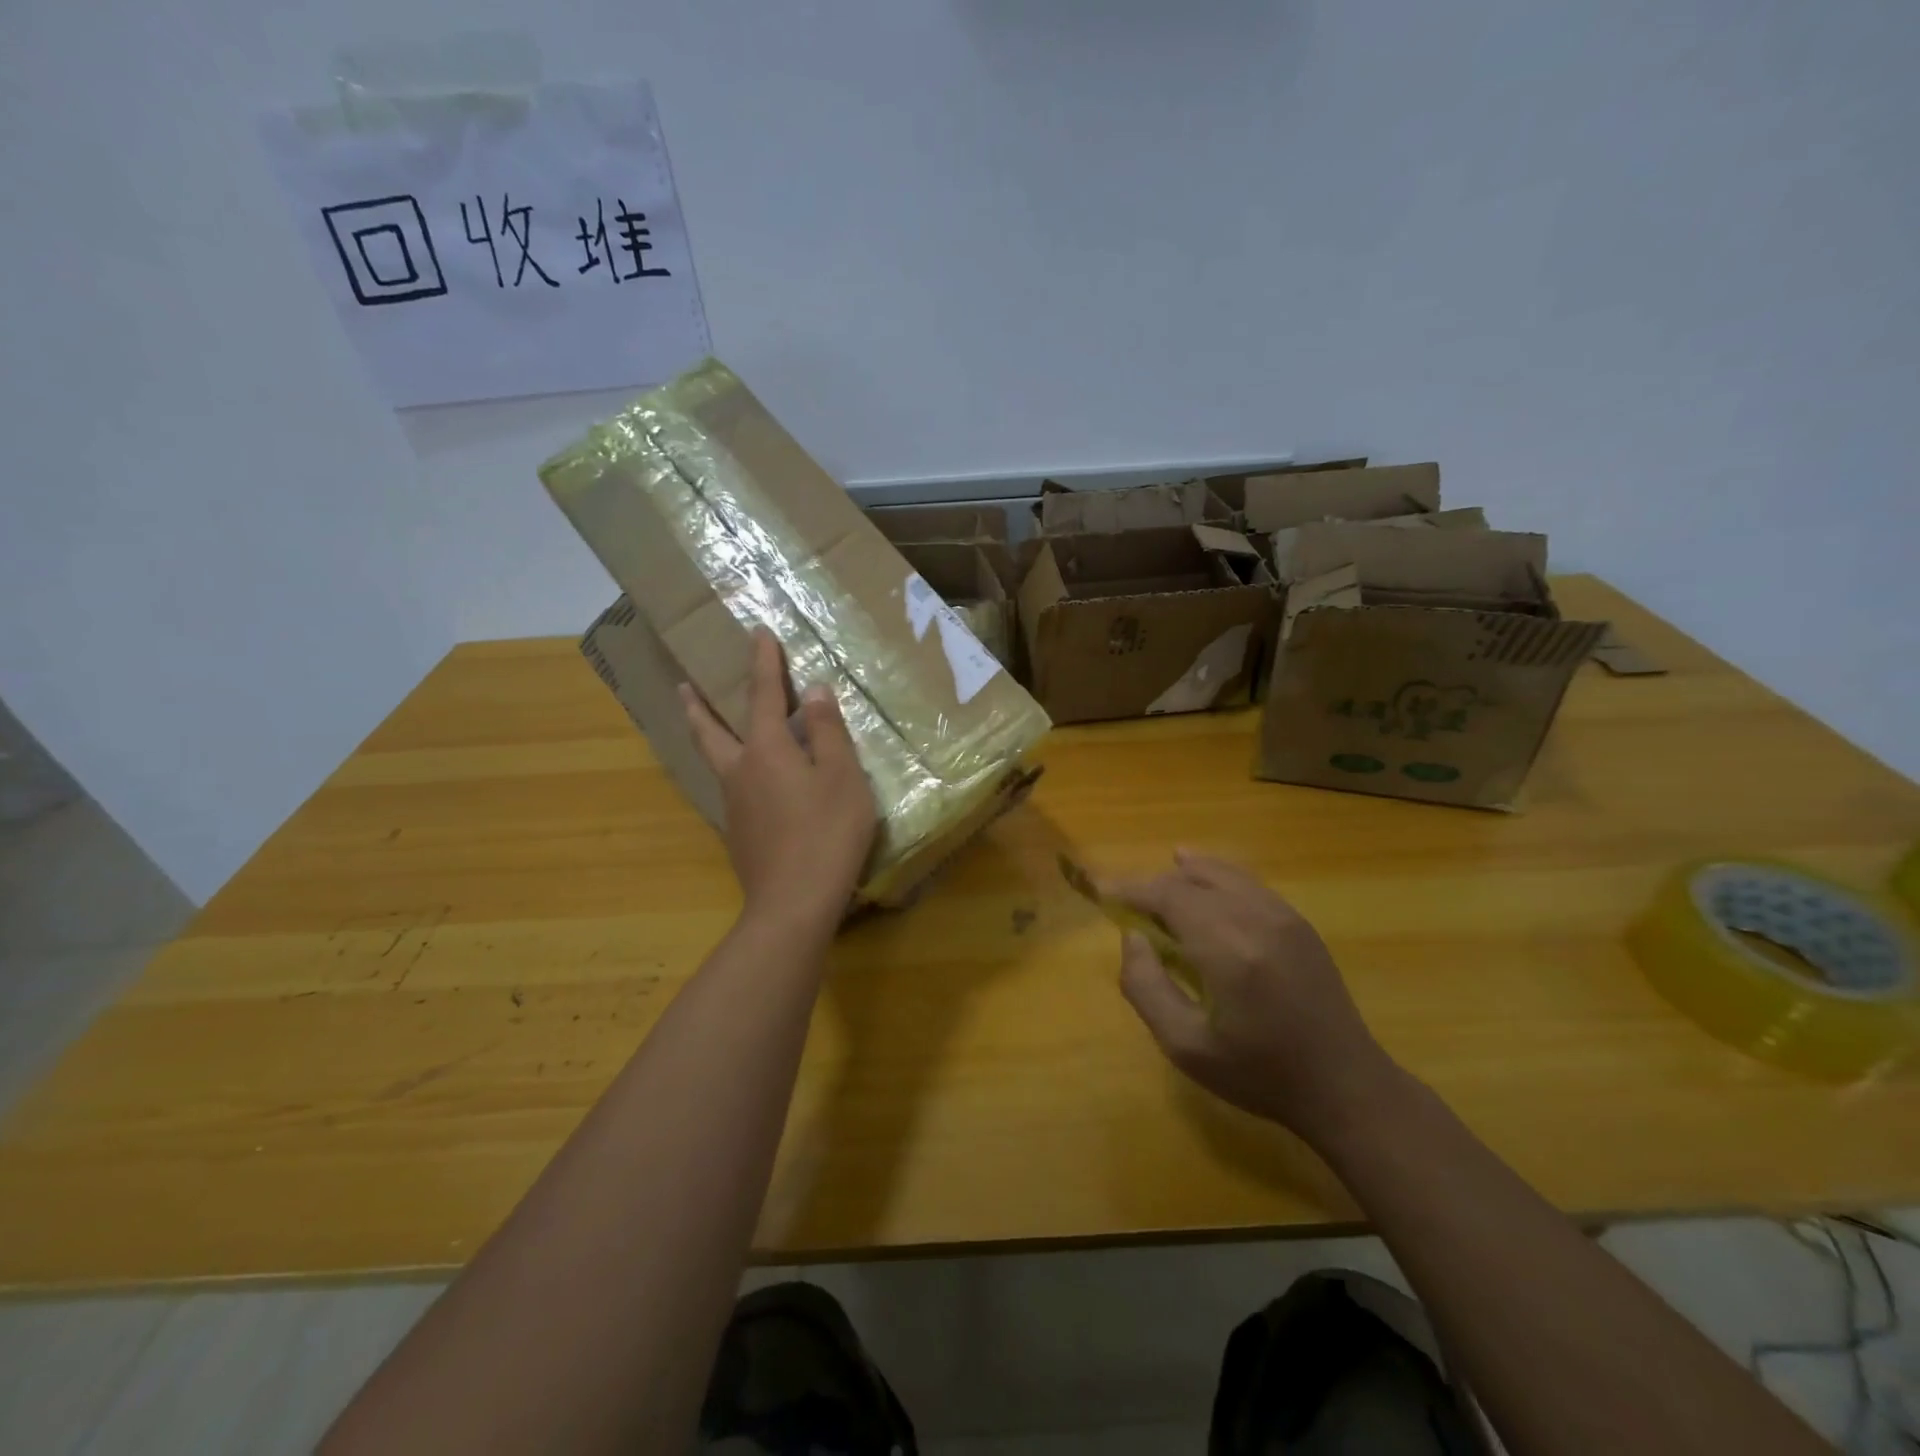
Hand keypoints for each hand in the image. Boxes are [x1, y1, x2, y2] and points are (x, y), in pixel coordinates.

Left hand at [680, 629, 877, 934]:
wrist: (793, 904)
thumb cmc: (826, 833)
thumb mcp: (842, 777)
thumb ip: (829, 732)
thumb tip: (815, 691)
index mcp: (767, 750)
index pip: (763, 695)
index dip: (763, 663)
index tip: (758, 633)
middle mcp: (740, 771)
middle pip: (710, 730)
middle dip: (699, 704)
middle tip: (683, 685)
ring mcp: (734, 805)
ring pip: (716, 760)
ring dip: (708, 735)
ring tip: (710, 725)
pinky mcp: (739, 833)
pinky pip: (731, 787)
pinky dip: (731, 768)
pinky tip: (749, 781)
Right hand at [1110, 850, 1404, 1148]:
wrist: (1344, 1085)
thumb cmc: (1259, 1073)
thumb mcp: (1185, 1046)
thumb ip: (1146, 987)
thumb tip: (1133, 938)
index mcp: (1228, 949)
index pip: (1168, 896)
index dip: (1131, 890)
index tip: (1102, 892)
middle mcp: (1256, 919)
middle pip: (1192, 881)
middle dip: (1154, 886)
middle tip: (1127, 905)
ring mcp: (1283, 916)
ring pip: (1222, 873)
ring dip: (1183, 875)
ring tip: (1157, 884)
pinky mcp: (1298, 921)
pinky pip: (1247, 882)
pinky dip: (1216, 875)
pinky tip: (1202, 876)